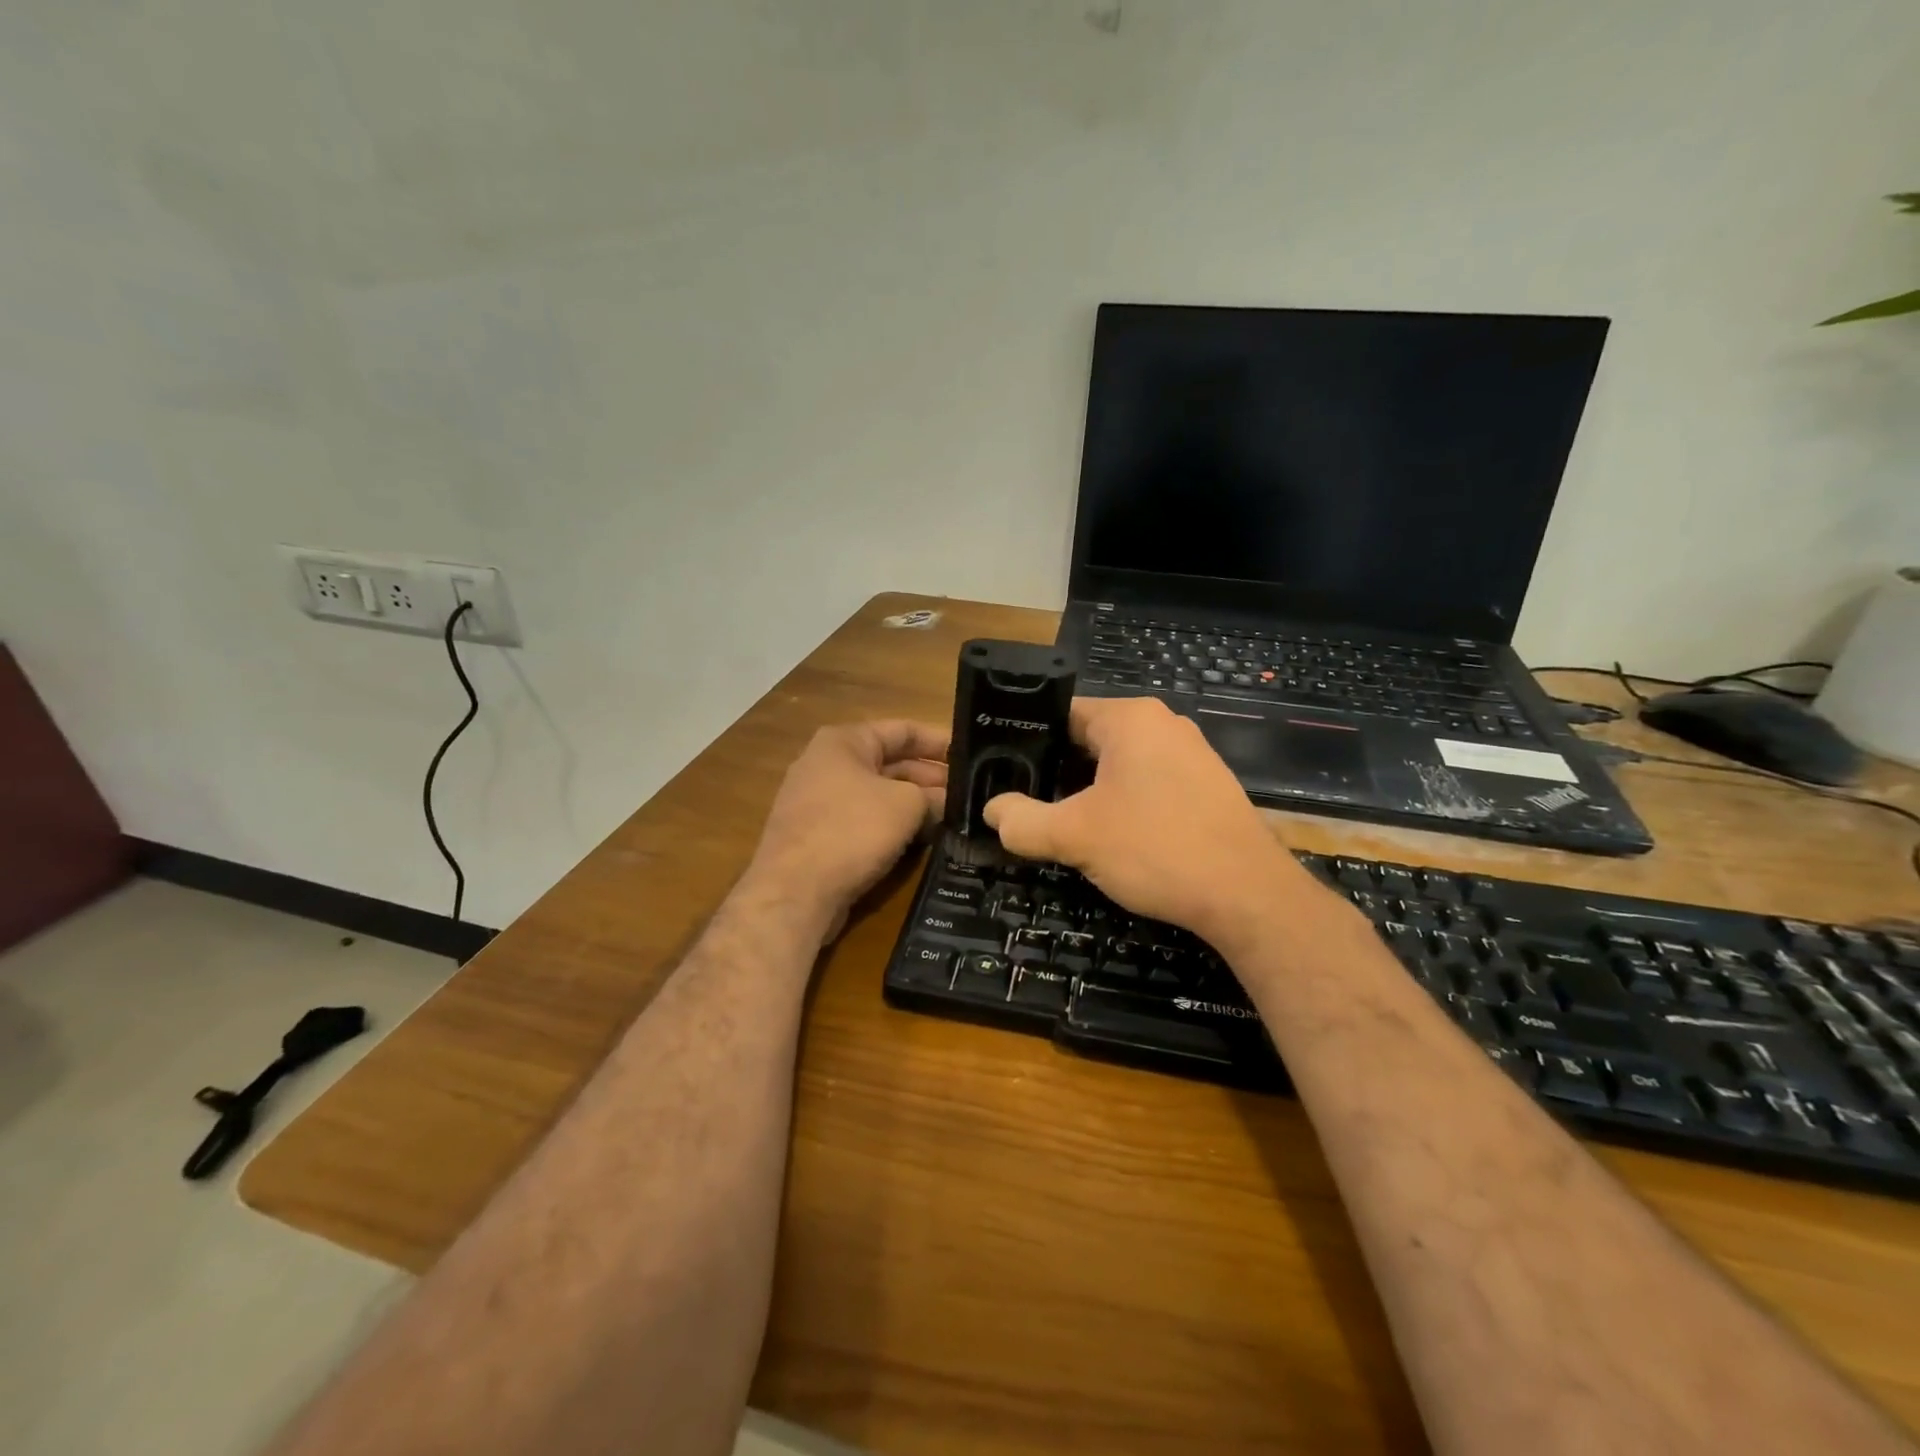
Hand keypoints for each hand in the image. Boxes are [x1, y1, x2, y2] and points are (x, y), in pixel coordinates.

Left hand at [744, 720, 948, 940]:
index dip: (938, 742)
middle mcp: (826, 764)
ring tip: (953, 817)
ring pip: (878, 794)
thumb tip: (946, 802)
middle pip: (890, 763)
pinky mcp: (817, 835)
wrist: (794, 892)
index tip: (971, 757)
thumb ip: (933, 797)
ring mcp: (818, 801)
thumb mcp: (906, 805)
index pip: (902, 730)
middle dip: (929, 778)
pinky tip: (921, 840)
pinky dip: (891, 825)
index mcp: (843, 742)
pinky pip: (863, 820)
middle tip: (968, 794)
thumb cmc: (852, 831)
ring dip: (913, 804)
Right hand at [983, 697, 1325, 950]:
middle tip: (1027, 805)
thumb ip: (1023, 821)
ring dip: (1091, 792)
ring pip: (1121, 765)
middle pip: (1090, 740)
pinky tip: (1115, 837)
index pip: (1061, 714)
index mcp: (1131, 718)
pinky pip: (1150, 783)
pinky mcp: (1208, 786)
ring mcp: (1192, 754)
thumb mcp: (1075, 836)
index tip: (1003, 773)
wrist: (1248, 896)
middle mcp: (1164, 724)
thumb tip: (992, 811)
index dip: (1027, 743)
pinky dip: (1125, 803)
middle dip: (1058, 773)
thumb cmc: (1156, 849)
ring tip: (1064, 824)